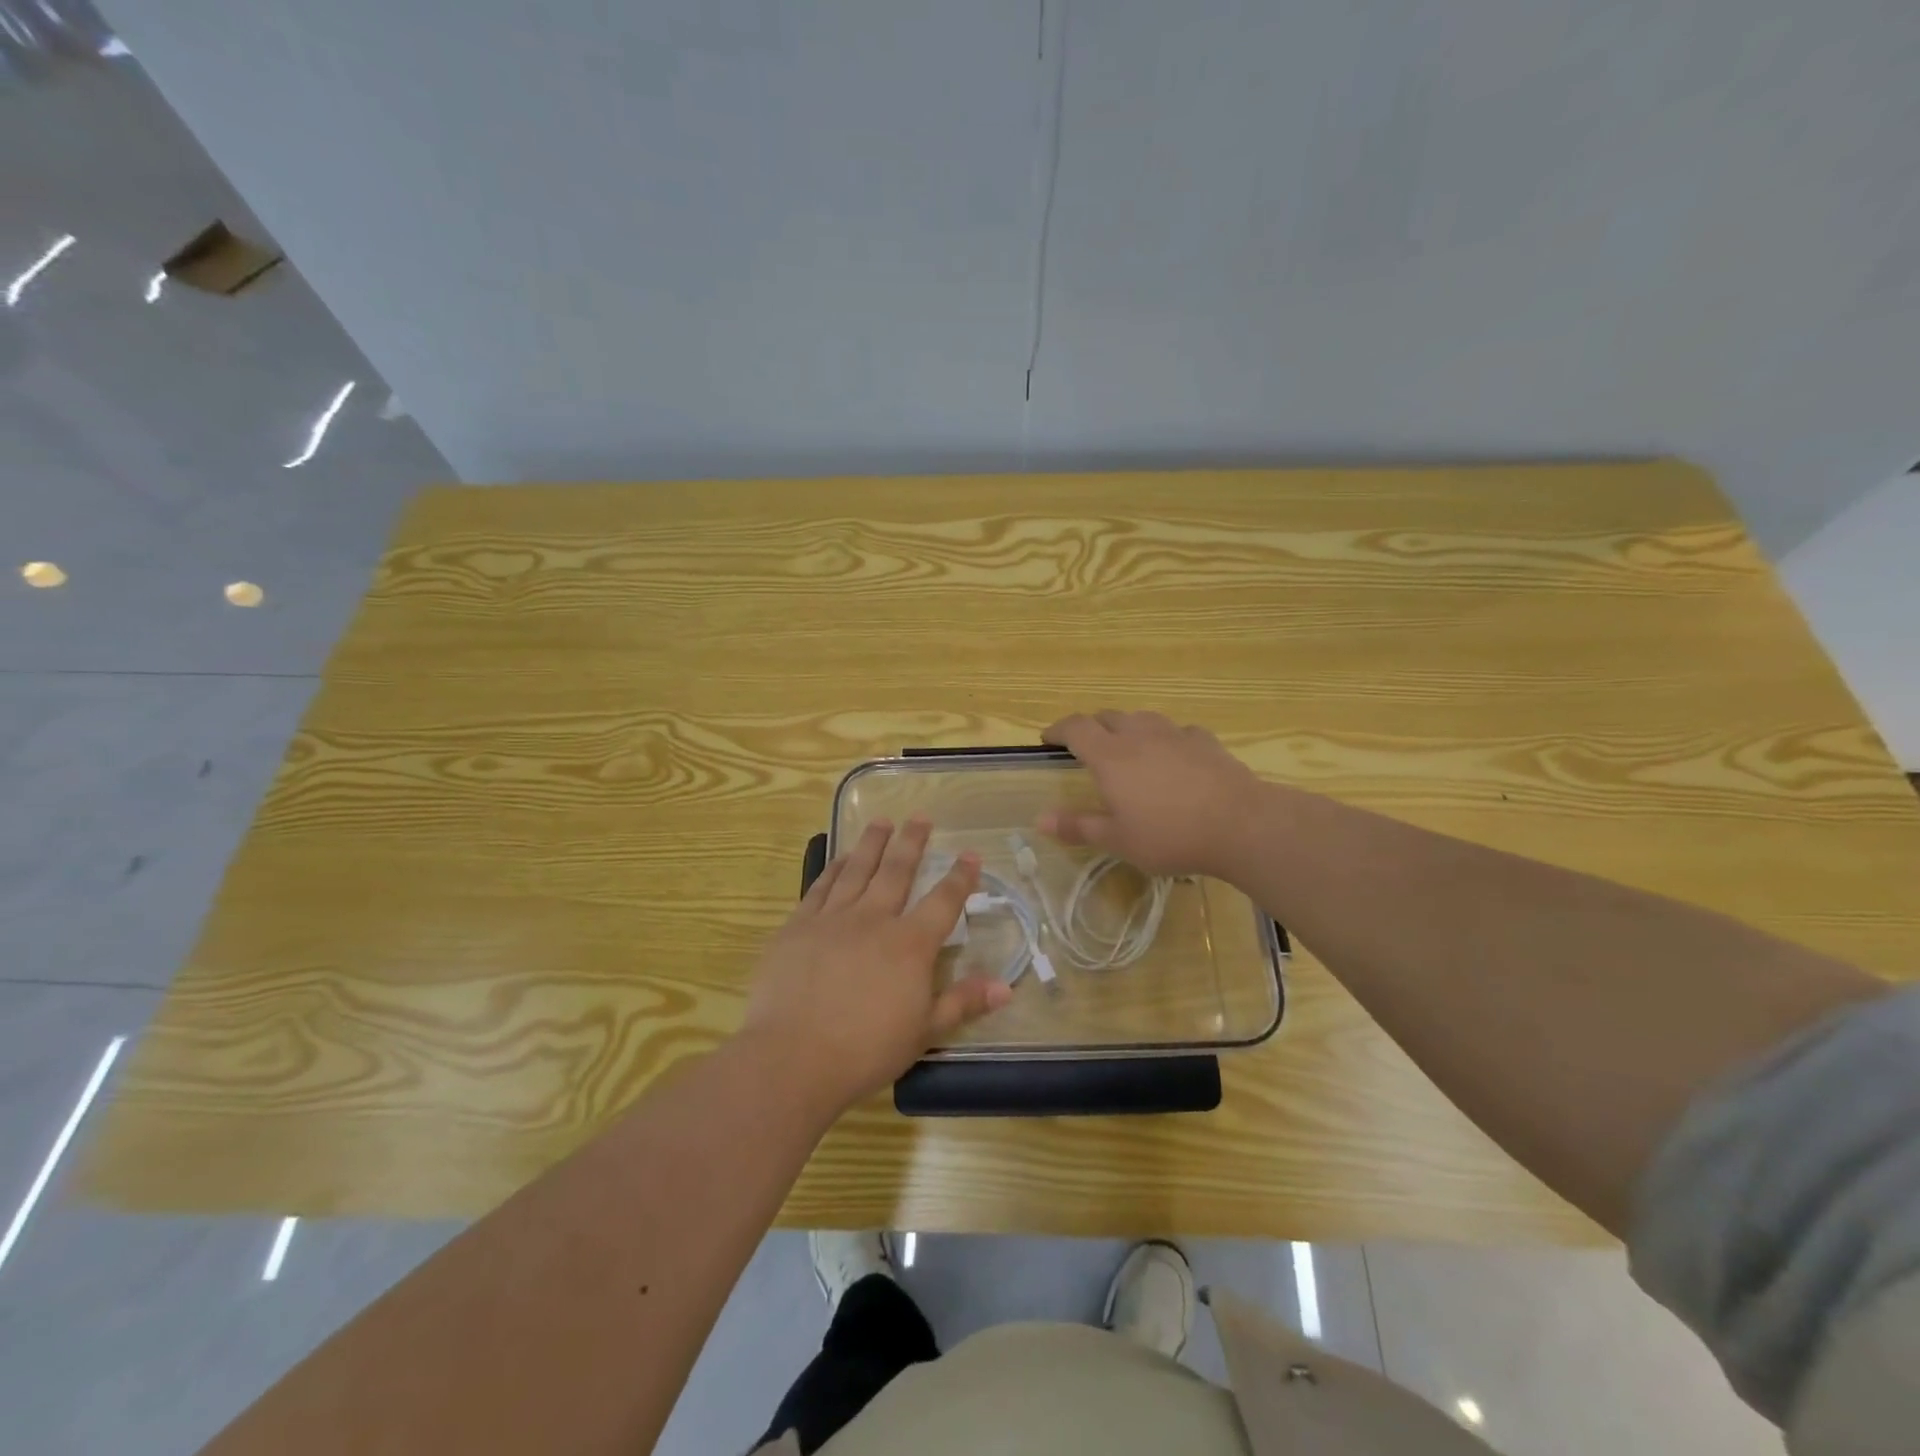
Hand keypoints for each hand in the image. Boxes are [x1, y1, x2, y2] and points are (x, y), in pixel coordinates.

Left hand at [740, 816, 1009, 1109]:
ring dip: (872, 843)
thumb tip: (1006, 987)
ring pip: (857, 869)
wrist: (792, 1057)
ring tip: (882, 821)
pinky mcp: (798, 926)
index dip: (960, 876)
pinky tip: (840, 858)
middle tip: (921, 817)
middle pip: (897, 871)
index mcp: (910, 944)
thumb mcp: (924, 1032)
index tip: (971, 854)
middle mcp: (874, 919)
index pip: (943, 901)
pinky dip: (834, 868)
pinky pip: (821, 887)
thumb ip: (962, 1003)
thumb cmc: (865, 1050)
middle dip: (912, 842)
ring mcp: (832, 919)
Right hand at [1040, 711, 1264, 878]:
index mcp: (1110, 756)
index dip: (1058, 729)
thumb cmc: (1170, 835)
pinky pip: (1177, 731)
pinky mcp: (1205, 741)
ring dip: (1127, 727)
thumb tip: (1040, 819)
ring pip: (1142, 718)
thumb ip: (1078, 826)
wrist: (1240, 824)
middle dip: (1092, 727)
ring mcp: (1175, 734)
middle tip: (1086, 746)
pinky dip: (1166, 738)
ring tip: (1128, 746)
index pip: (1076, 728)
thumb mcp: (1118, 840)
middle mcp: (1139, 735)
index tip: (1048, 739)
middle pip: (1108, 717)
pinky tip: (1174, 755)